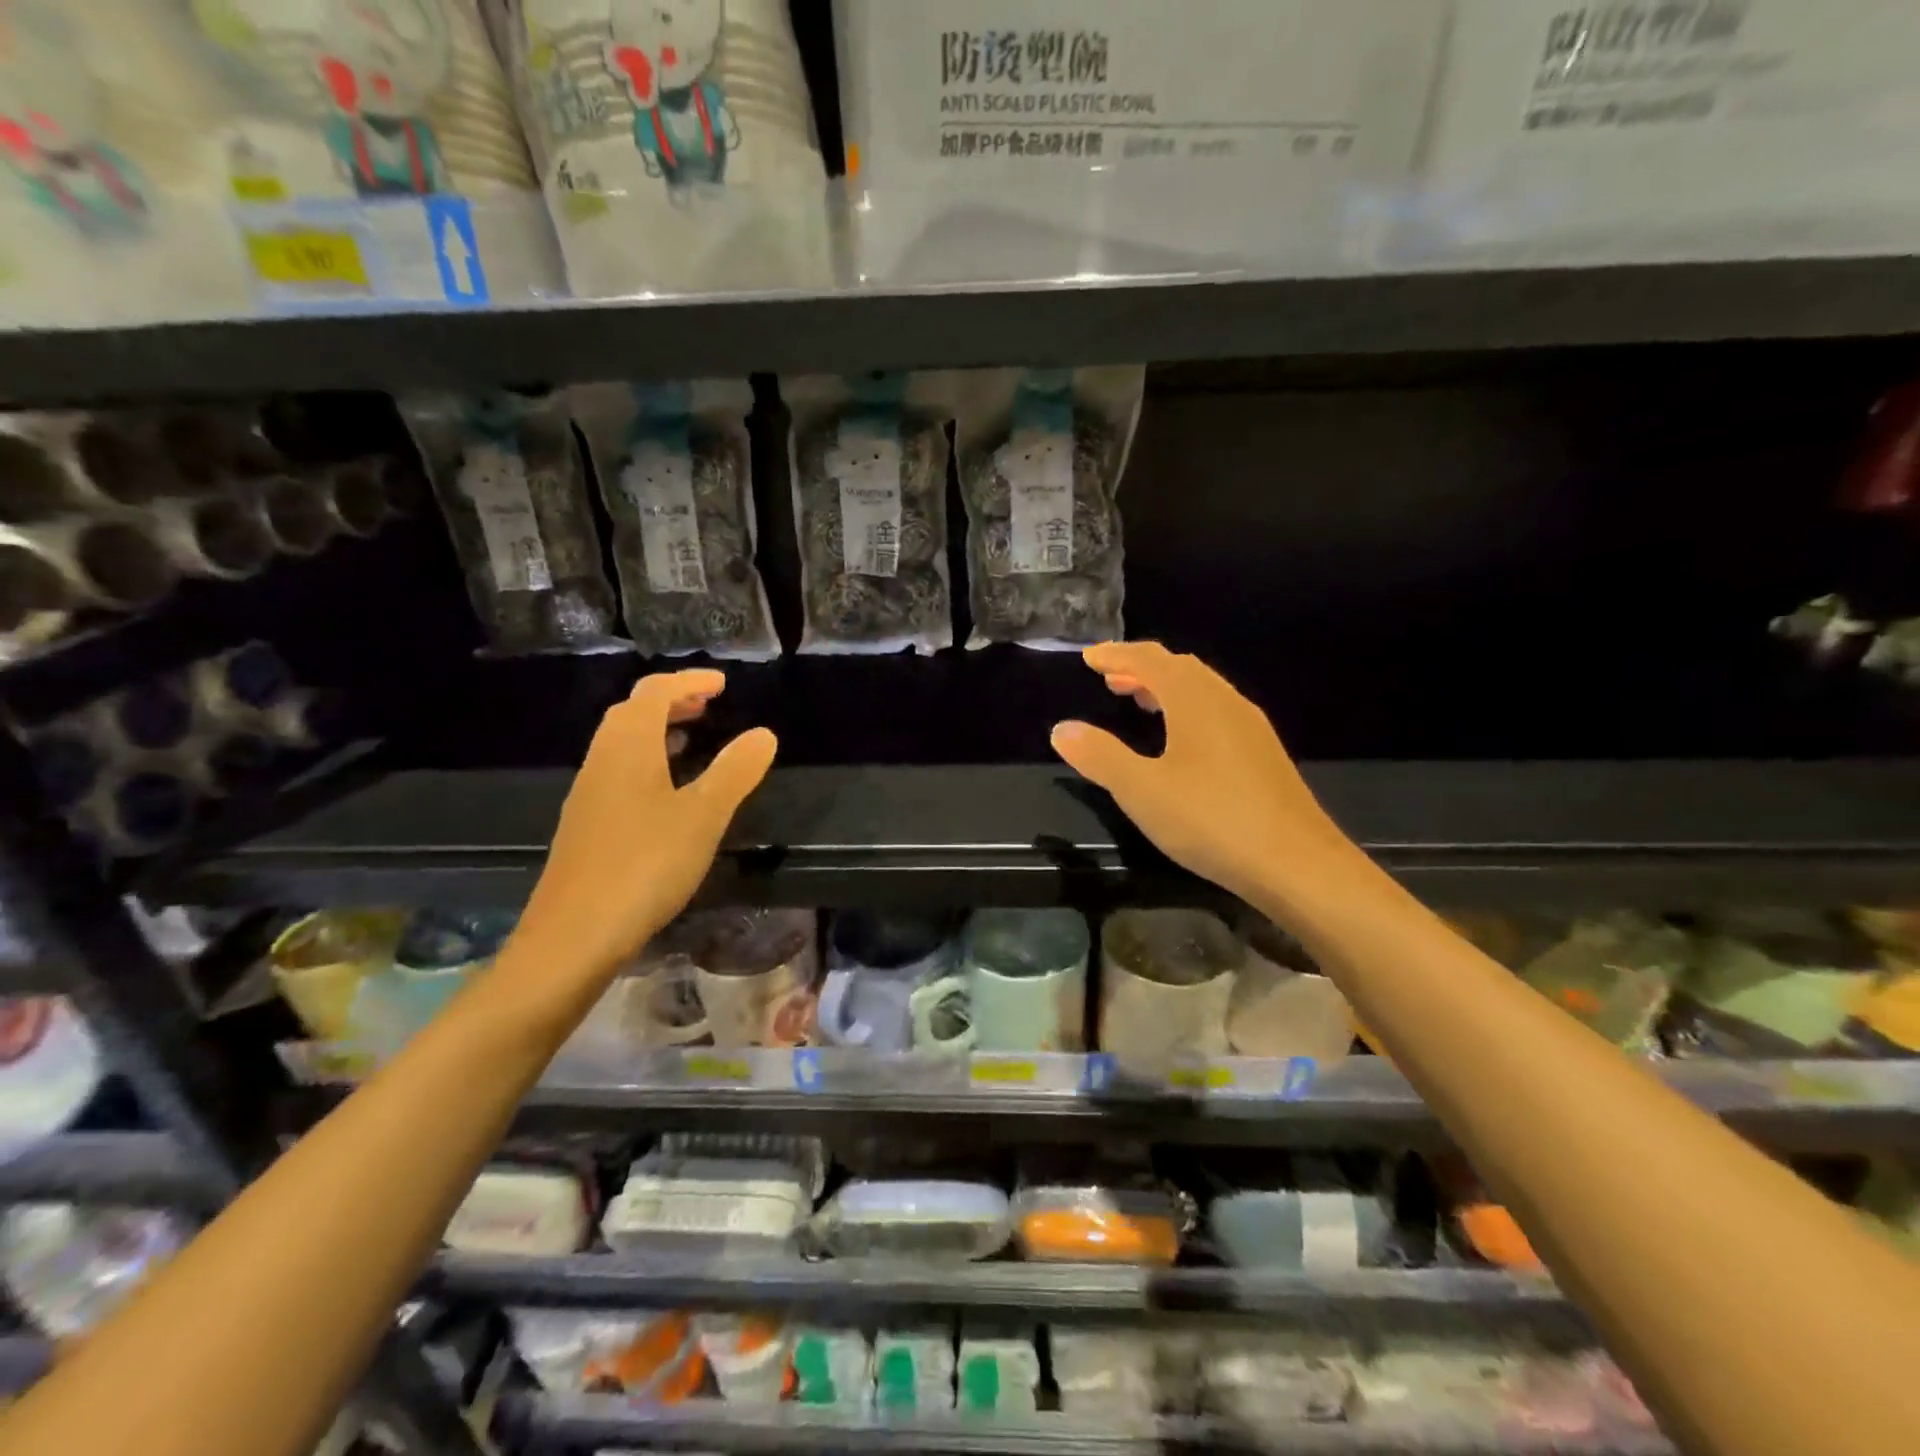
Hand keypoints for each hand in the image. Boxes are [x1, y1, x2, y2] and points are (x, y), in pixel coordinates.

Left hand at [511, 669, 777, 991]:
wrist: (574, 935)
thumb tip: (764, 734)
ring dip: (656, 731)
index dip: (689, 681)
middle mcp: (602, 760)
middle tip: (708, 706)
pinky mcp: (586, 824)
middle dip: (670, 701)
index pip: (655, 692)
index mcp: (629, 747)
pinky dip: (646, 761)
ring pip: (621, 743)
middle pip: (632, 712)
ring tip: (692, 740)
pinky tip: (666, 793)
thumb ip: (735, 771)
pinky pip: (618, 771)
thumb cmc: (645, 864)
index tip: (723, 684)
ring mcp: (589, 794)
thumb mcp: (704, 815)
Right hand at [1049, 643, 1359, 909]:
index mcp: (1196, 701)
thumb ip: (1100, 756)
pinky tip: (1181, 742)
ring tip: (1139, 701)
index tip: (1089, 659)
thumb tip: (1062, 729)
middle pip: (1180, 669)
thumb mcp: (1142, 790)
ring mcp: (1250, 728)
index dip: (1117, 655)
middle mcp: (1226, 702)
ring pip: (1202, 690)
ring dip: (1166, 688)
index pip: (1150, 660)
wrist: (1297, 864)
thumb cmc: (1212, 820)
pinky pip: (1216, 712)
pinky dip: (1187, 709)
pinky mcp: (1263, 755)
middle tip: (1110, 679)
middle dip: (1141, 668)